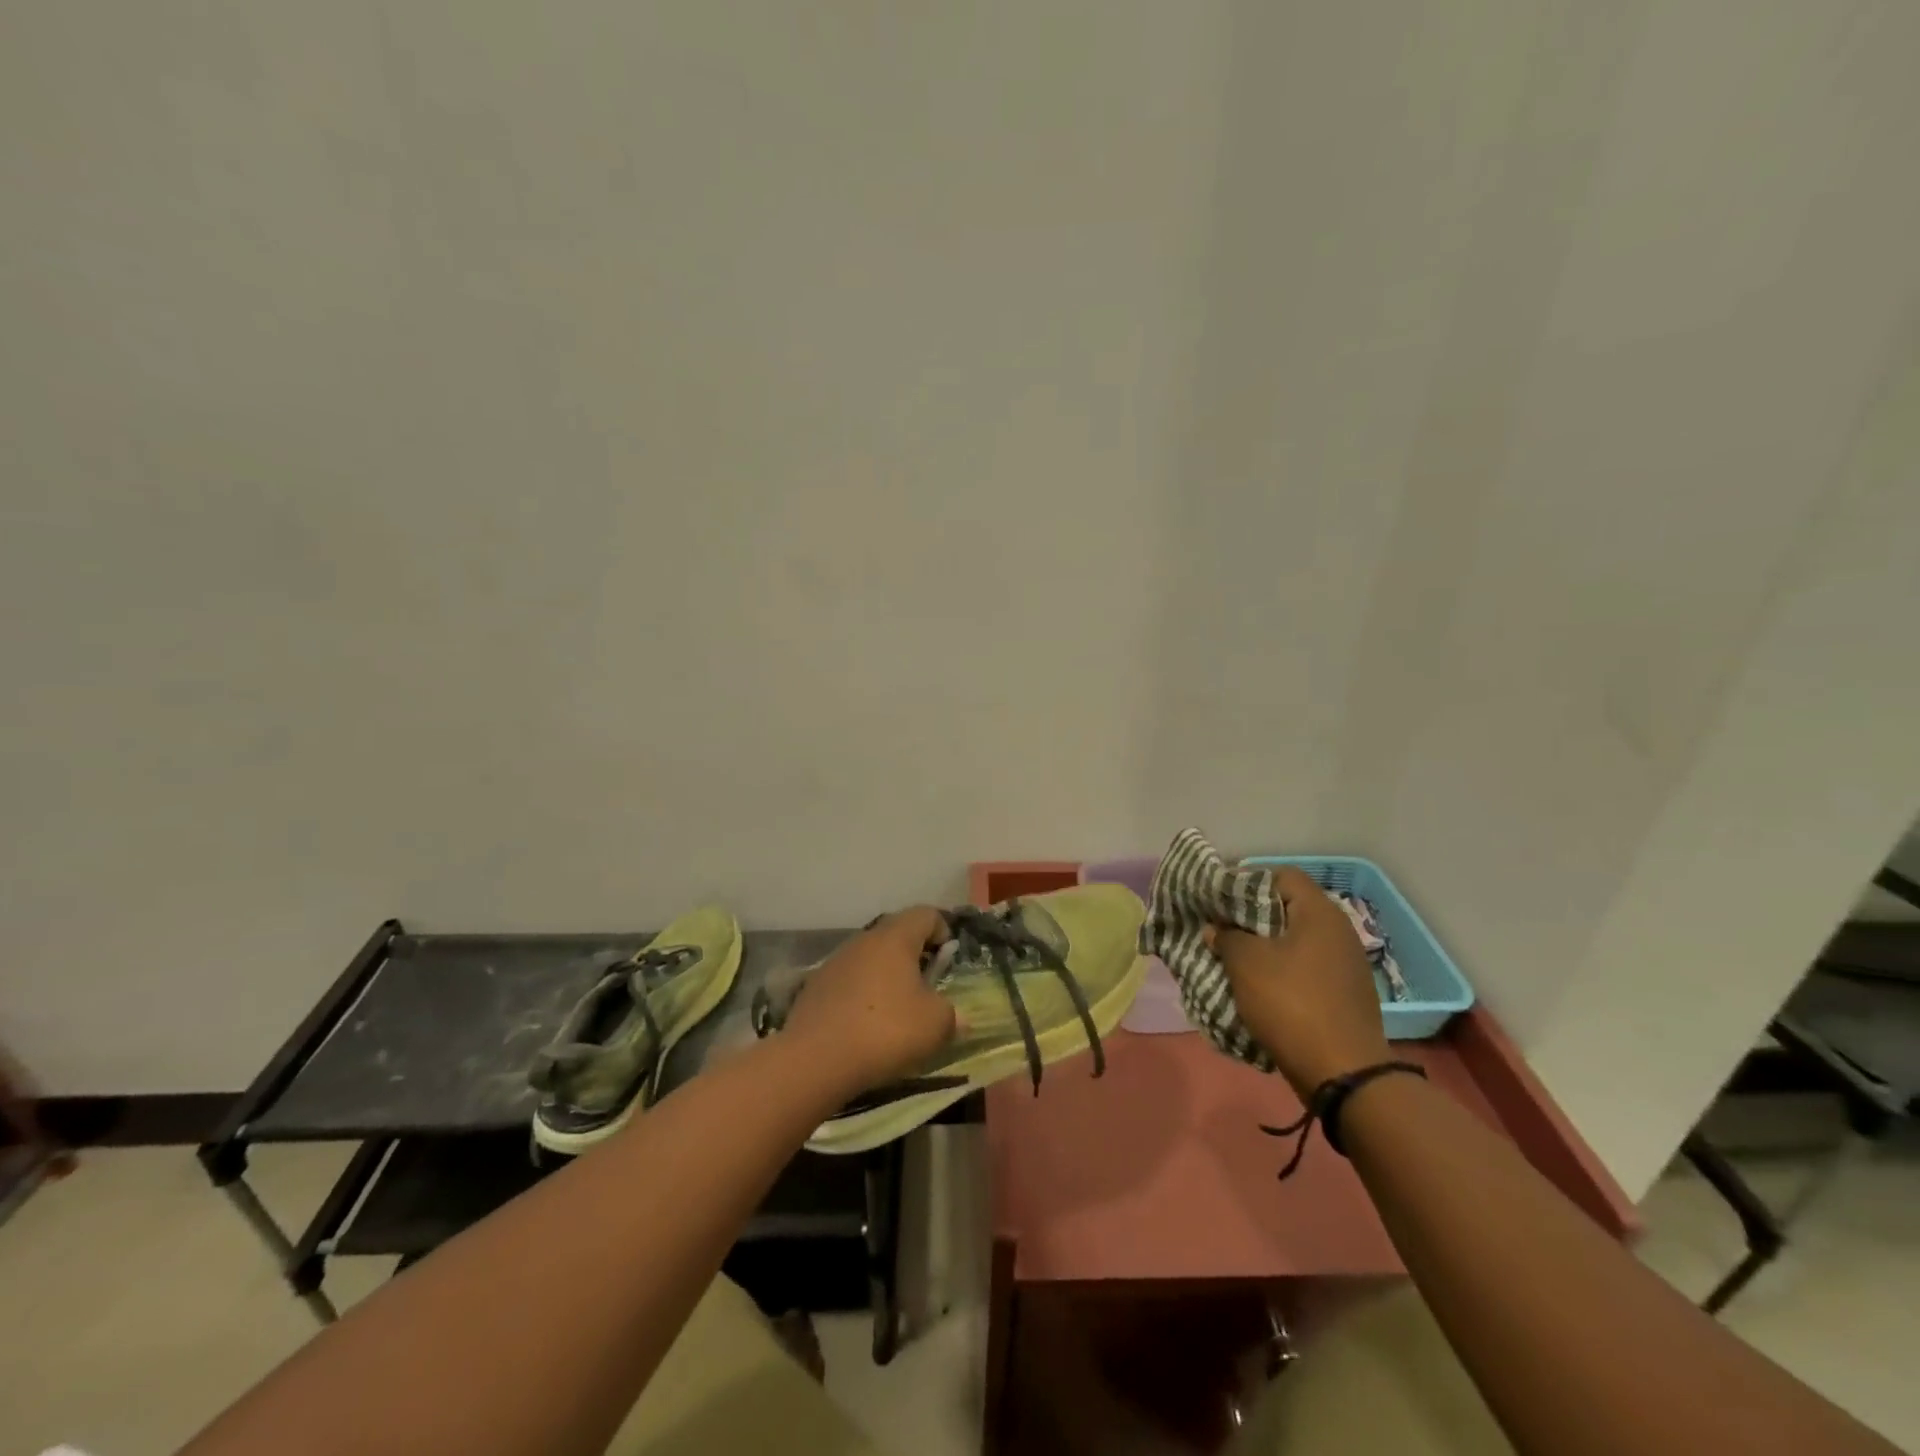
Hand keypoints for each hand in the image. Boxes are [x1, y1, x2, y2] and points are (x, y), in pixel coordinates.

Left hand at [782, 907, 958, 1093]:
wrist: (814, 1060)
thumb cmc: (885, 1031)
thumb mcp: (936, 1025)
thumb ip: (952, 1014)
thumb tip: (955, 1016)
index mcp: (895, 937)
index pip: (926, 914)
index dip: (943, 932)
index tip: (948, 963)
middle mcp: (863, 940)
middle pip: (896, 935)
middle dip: (914, 957)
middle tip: (926, 989)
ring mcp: (835, 962)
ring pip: (870, 959)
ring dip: (886, 978)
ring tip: (895, 1012)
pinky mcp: (814, 987)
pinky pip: (848, 982)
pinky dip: (862, 996)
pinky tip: (864, 1026)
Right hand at [1210, 868, 1390, 1096]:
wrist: (1344, 1073)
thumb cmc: (1291, 1003)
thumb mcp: (1246, 963)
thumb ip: (1226, 936)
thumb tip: (1217, 928)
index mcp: (1319, 913)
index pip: (1281, 875)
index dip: (1246, 880)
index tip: (1218, 898)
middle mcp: (1338, 931)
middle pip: (1288, 908)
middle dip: (1250, 916)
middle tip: (1220, 928)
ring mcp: (1345, 964)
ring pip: (1295, 940)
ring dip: (1263, 946)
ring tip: (1232, 957)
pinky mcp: (1344, 993)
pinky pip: (1305, 968)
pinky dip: (1280, 970)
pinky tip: (1257, 985)